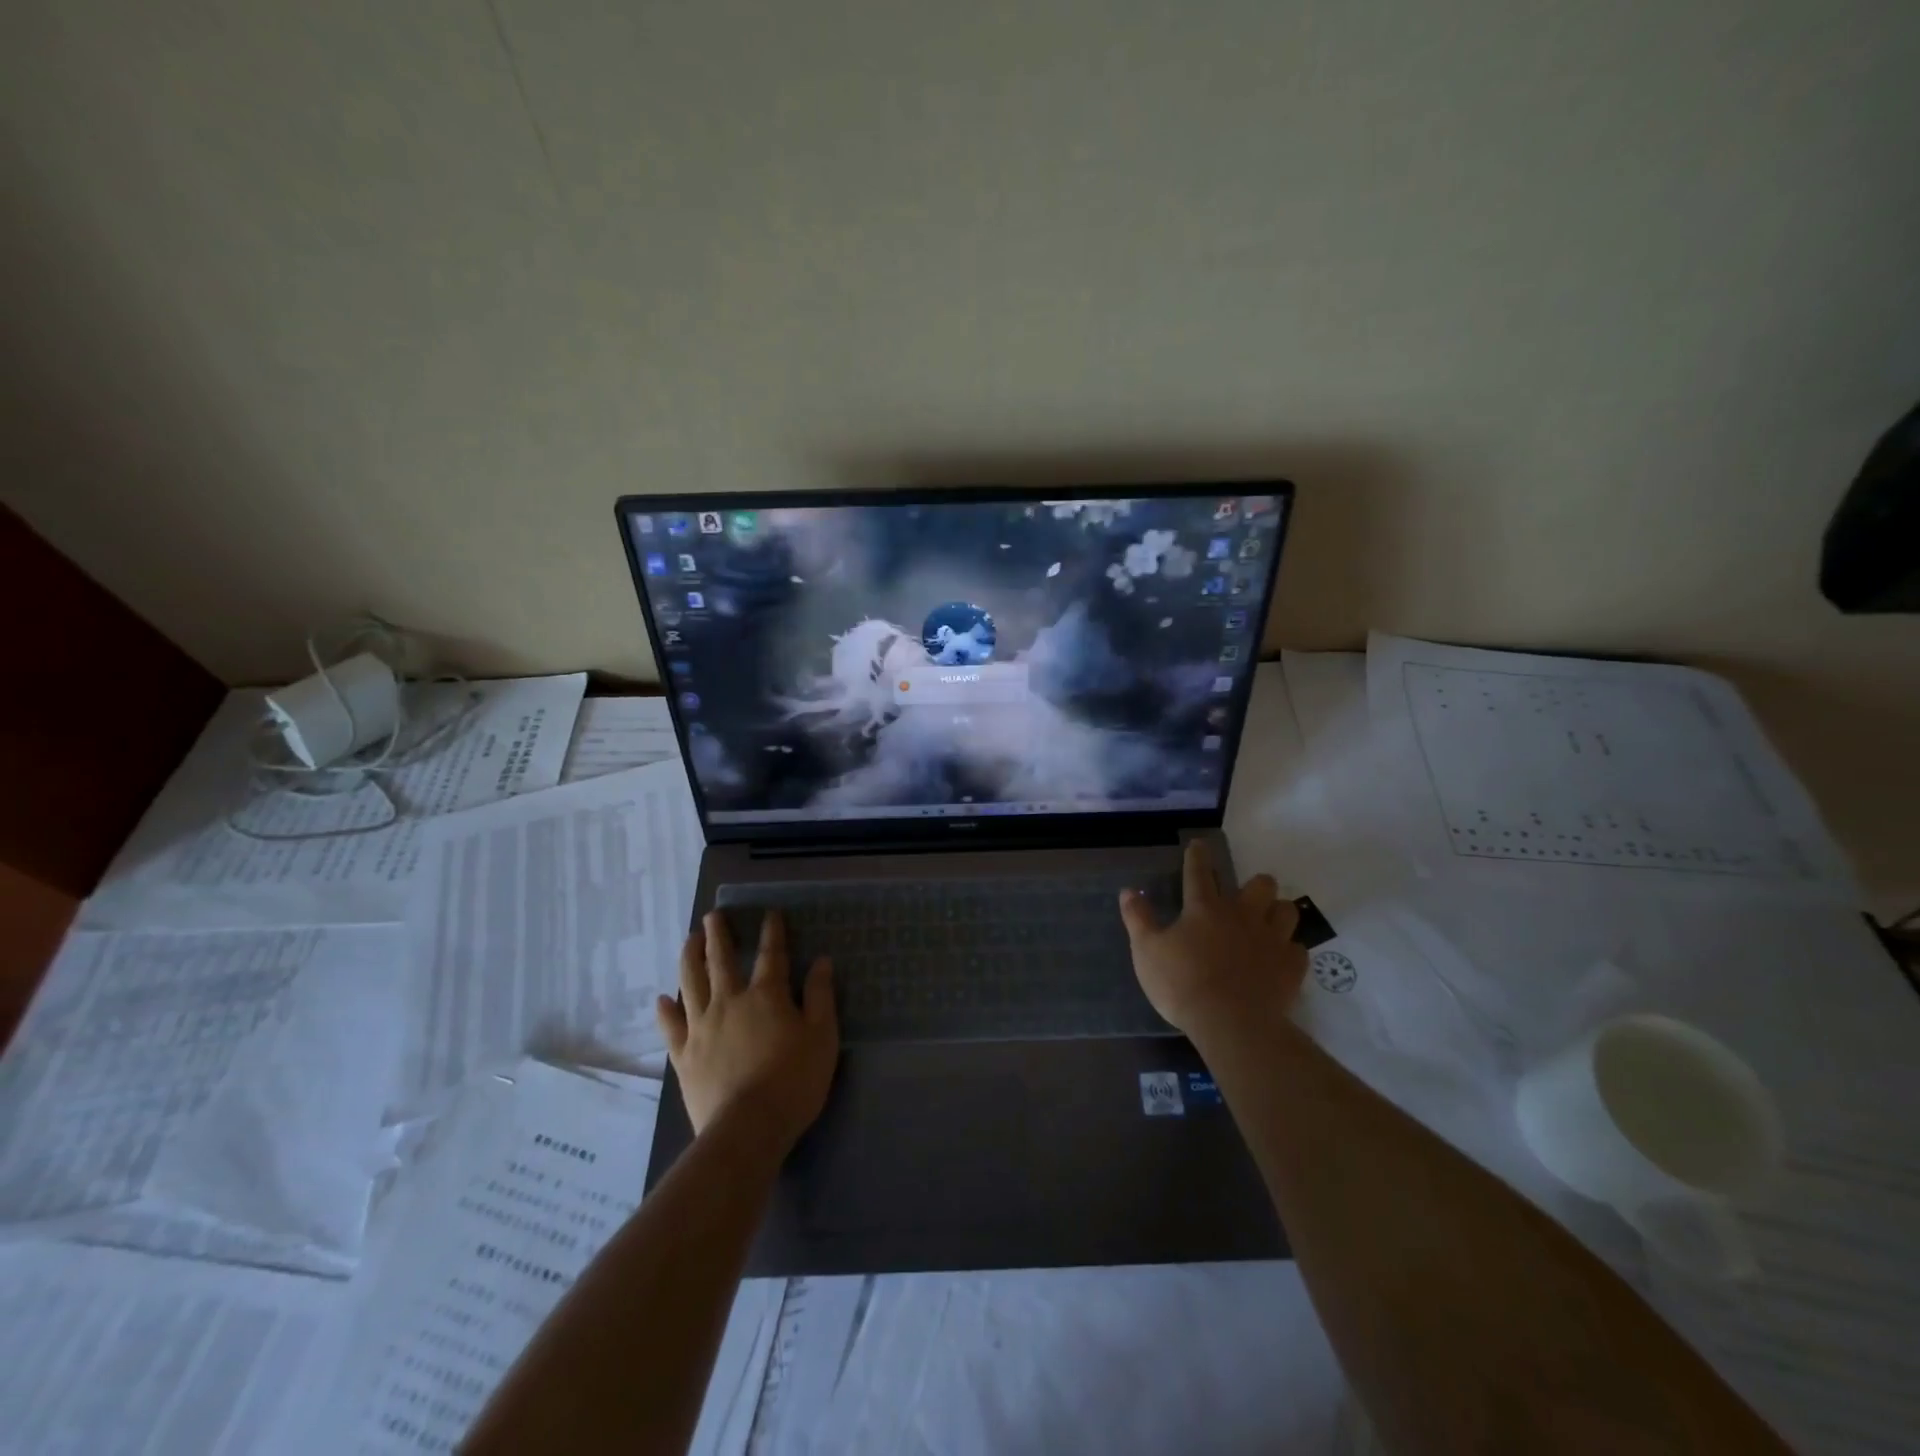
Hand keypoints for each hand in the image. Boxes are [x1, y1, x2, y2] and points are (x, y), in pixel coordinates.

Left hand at [655, 909, 838, 1151]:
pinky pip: (671, 1026)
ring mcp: (701, 1028)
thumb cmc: (793, 1081)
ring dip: (689, 958)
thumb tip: (821, 961)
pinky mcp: (684, 1055)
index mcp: (766, 996)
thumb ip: (820, 997)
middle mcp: (729, 1002)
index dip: (772, 932)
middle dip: (718, 934)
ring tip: (689, 940)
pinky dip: (665, 1010)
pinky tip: (662, 999)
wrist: (747, 1129)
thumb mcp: (822, 1037)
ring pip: (691, 983)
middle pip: (720, 960)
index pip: (771, 955)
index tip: (769, 913)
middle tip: (713, 915)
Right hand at [1119, 839, 1306, 1037]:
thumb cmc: (1182, 984)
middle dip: (1255, 884)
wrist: (1231, 1024)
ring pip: (1286, 910)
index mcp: (1204, 908)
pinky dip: (1290, 950)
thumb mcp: (1147, 951)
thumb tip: (1128, 891)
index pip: (1199, 872)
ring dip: (1278, 911)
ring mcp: (1271, 939)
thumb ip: (1138, 919)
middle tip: (1247, 895)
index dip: (1198, 856)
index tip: (1200, 844)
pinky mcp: (1290, 967)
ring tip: (1270, 921)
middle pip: (1260, 885)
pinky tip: (1280, 958)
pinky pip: (1298, 949)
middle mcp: (1242, 915)